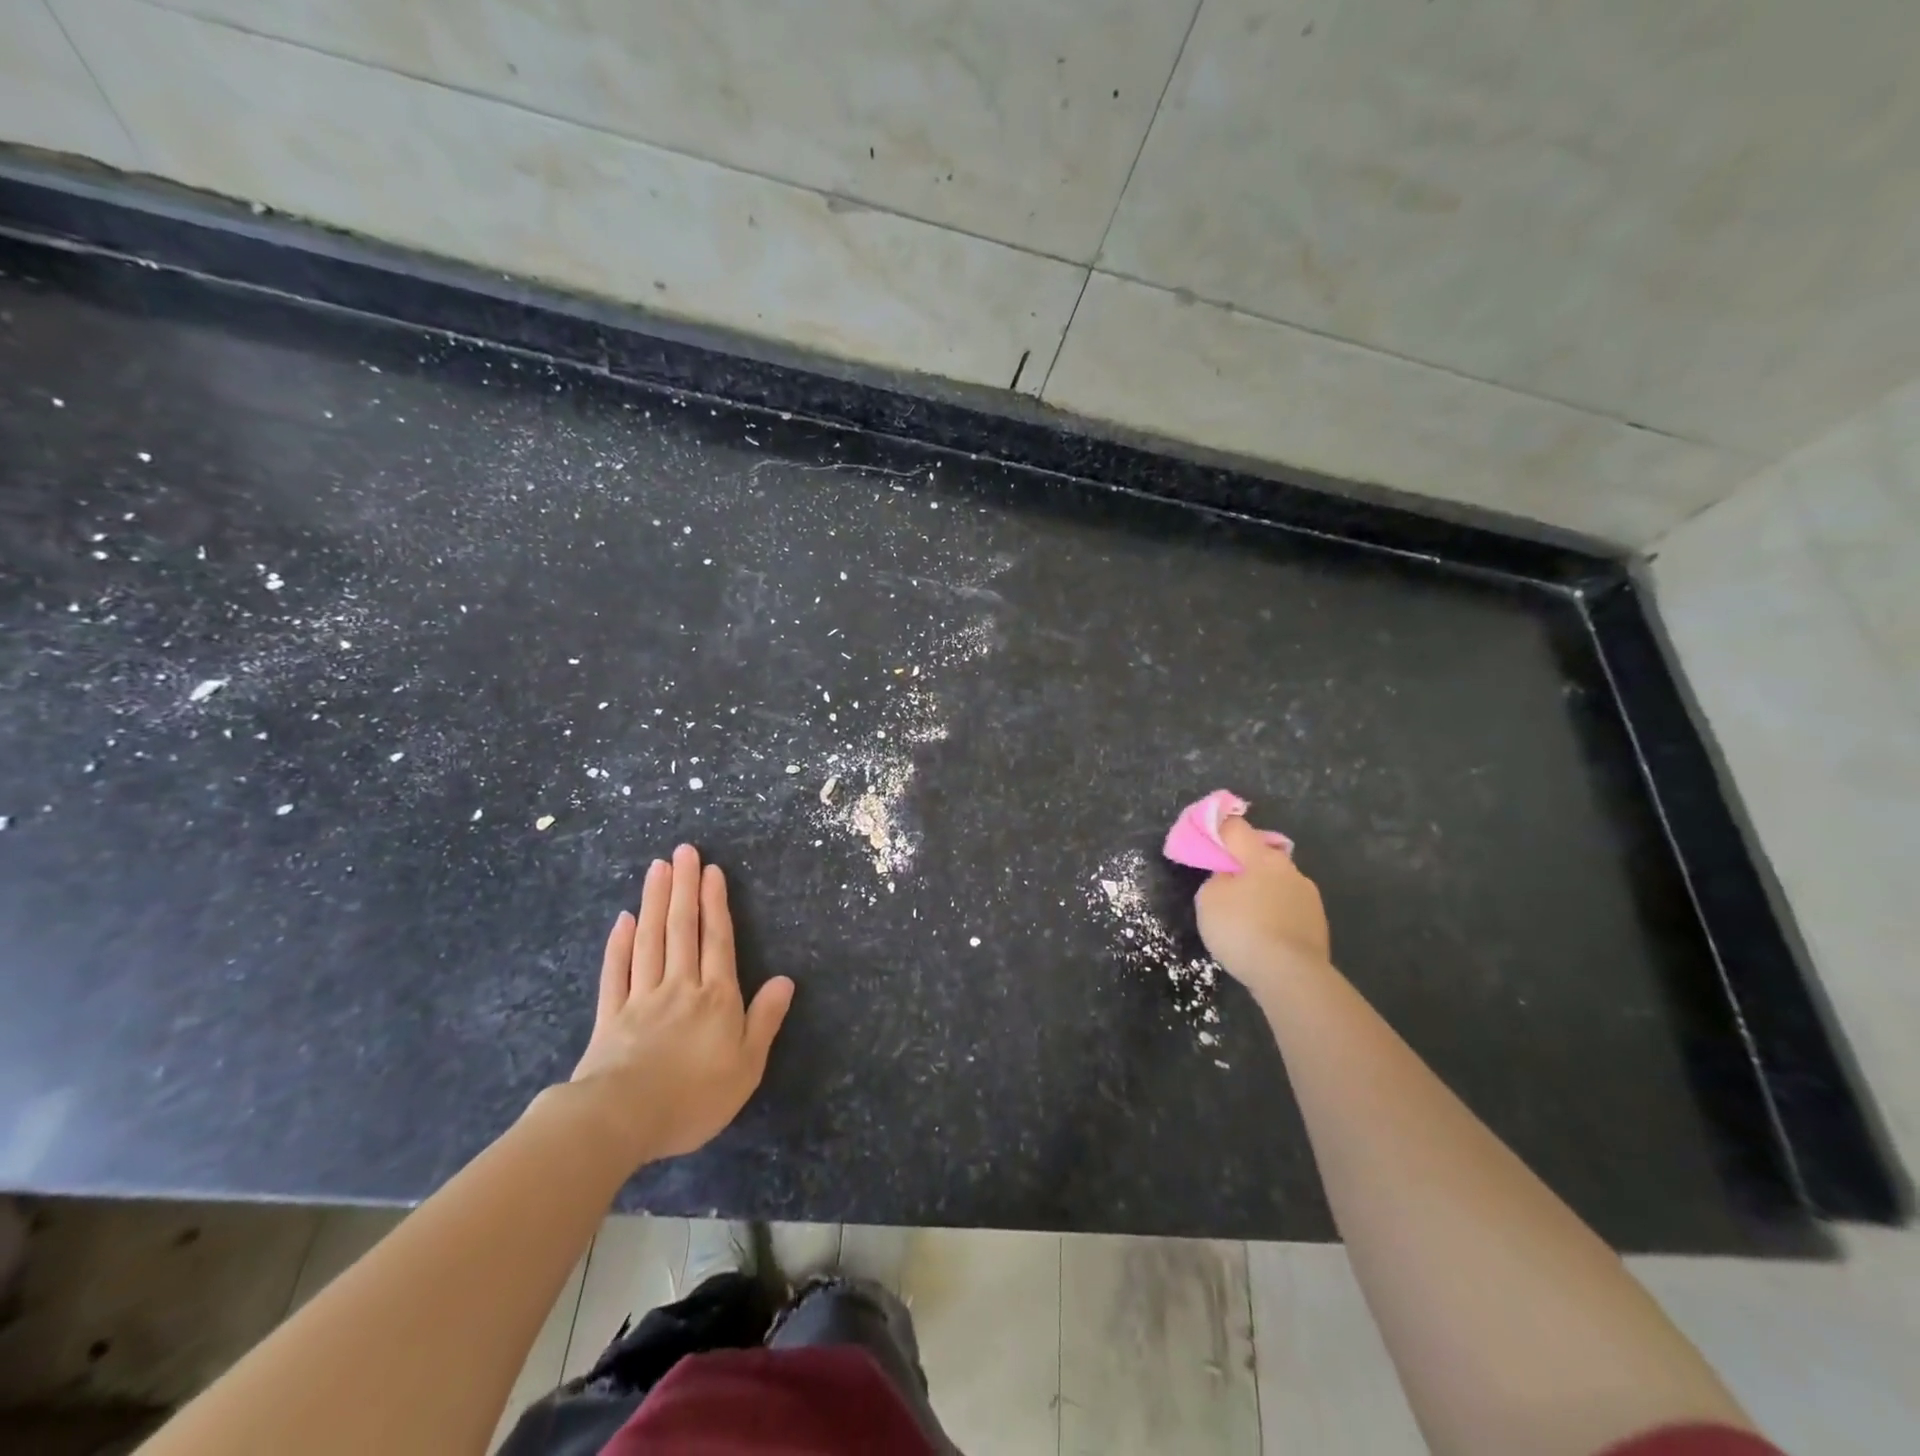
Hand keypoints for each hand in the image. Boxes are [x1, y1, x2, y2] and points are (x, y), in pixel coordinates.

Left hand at [568, 845, 794, 1164]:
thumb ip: (765, 1019)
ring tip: (657, 869)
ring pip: (650, 941)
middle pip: (681, 929)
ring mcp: (640, 999)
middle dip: (684, 888)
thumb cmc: (694, 1096)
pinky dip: (619, 944)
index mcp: (715, 997)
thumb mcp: (747, 1065)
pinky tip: (623, 920)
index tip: (711, 870)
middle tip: (682, 852)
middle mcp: (679, 986)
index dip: (716, 903)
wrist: (622, 1120)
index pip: (717, 940)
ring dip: (655, 902)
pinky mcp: (609, 1017)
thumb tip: (786, 979)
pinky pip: (615, 973)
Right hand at [1194, 816, 1330, 1001]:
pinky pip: (1288, 906)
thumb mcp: (1208, 900)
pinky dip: (1275, 912)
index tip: (1205, 838)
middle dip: (1243, 863)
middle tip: (1224, 883)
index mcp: (1260, 856)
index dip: (1217, 829)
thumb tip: (1230, 877)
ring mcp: (1308, 895)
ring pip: (1277, 881)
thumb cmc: (1242, 930)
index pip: (1235, 827)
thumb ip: (1217, 878)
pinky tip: (1265, 933)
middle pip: (1260, 854)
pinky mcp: (1318, 921)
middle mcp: (1288, 868)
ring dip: (1262, 889)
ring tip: (1246, 915)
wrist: (1291, 976)